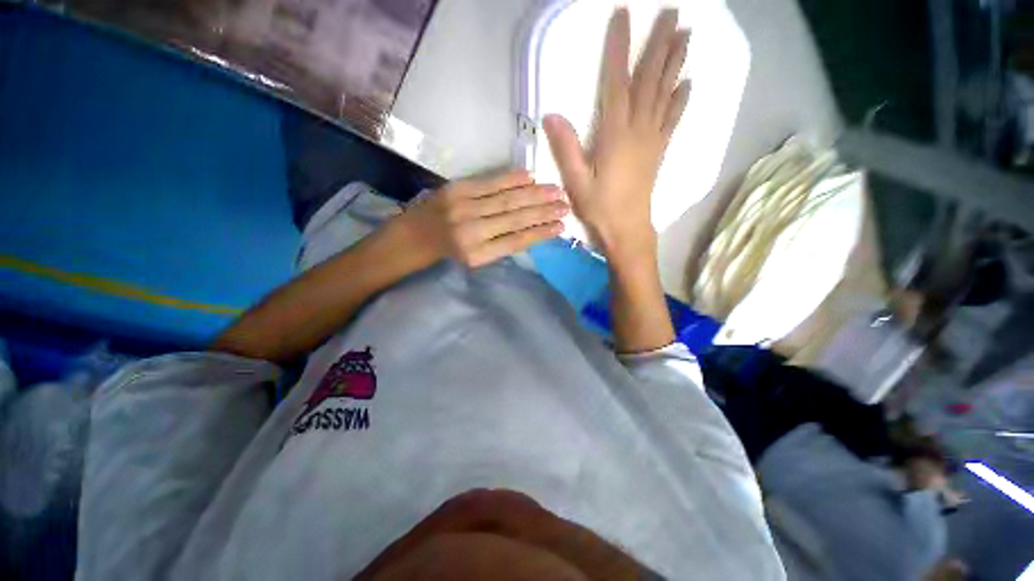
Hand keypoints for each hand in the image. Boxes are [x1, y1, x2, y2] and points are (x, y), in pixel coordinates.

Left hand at [392, 170, 567, 268]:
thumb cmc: (449, 251)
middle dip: (544, 212)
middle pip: (515, 219)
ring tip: (556, 191)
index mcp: (478, 254)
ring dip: (534, 195)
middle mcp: (472, 232)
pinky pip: (489, 183)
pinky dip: (511, 179)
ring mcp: (464, 208)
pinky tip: (529, 177)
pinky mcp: (457, 189)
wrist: (415, 236)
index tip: (560, 227)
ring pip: (507, 200)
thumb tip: (532, 231)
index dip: (540, 233)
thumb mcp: (476, 258)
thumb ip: (501, 246)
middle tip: (566, 205)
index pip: (516, 241)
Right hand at [543, 7, 689, 259]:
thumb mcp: (576, 181)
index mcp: (615, 134)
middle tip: (673, 13)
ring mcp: (652, 139)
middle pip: (650, 80)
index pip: (617, 82)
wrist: (627, 228)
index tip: (623, 16)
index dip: (619, 47)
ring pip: (665, 94)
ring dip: (676, 63)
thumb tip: (551, 114)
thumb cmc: (599, 207)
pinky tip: (687, 84)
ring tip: (686, 35)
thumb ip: (566, 148)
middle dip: (660, 44)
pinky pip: (672, 119)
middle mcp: (638, 129)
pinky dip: (680, 99)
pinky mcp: (658, 151)